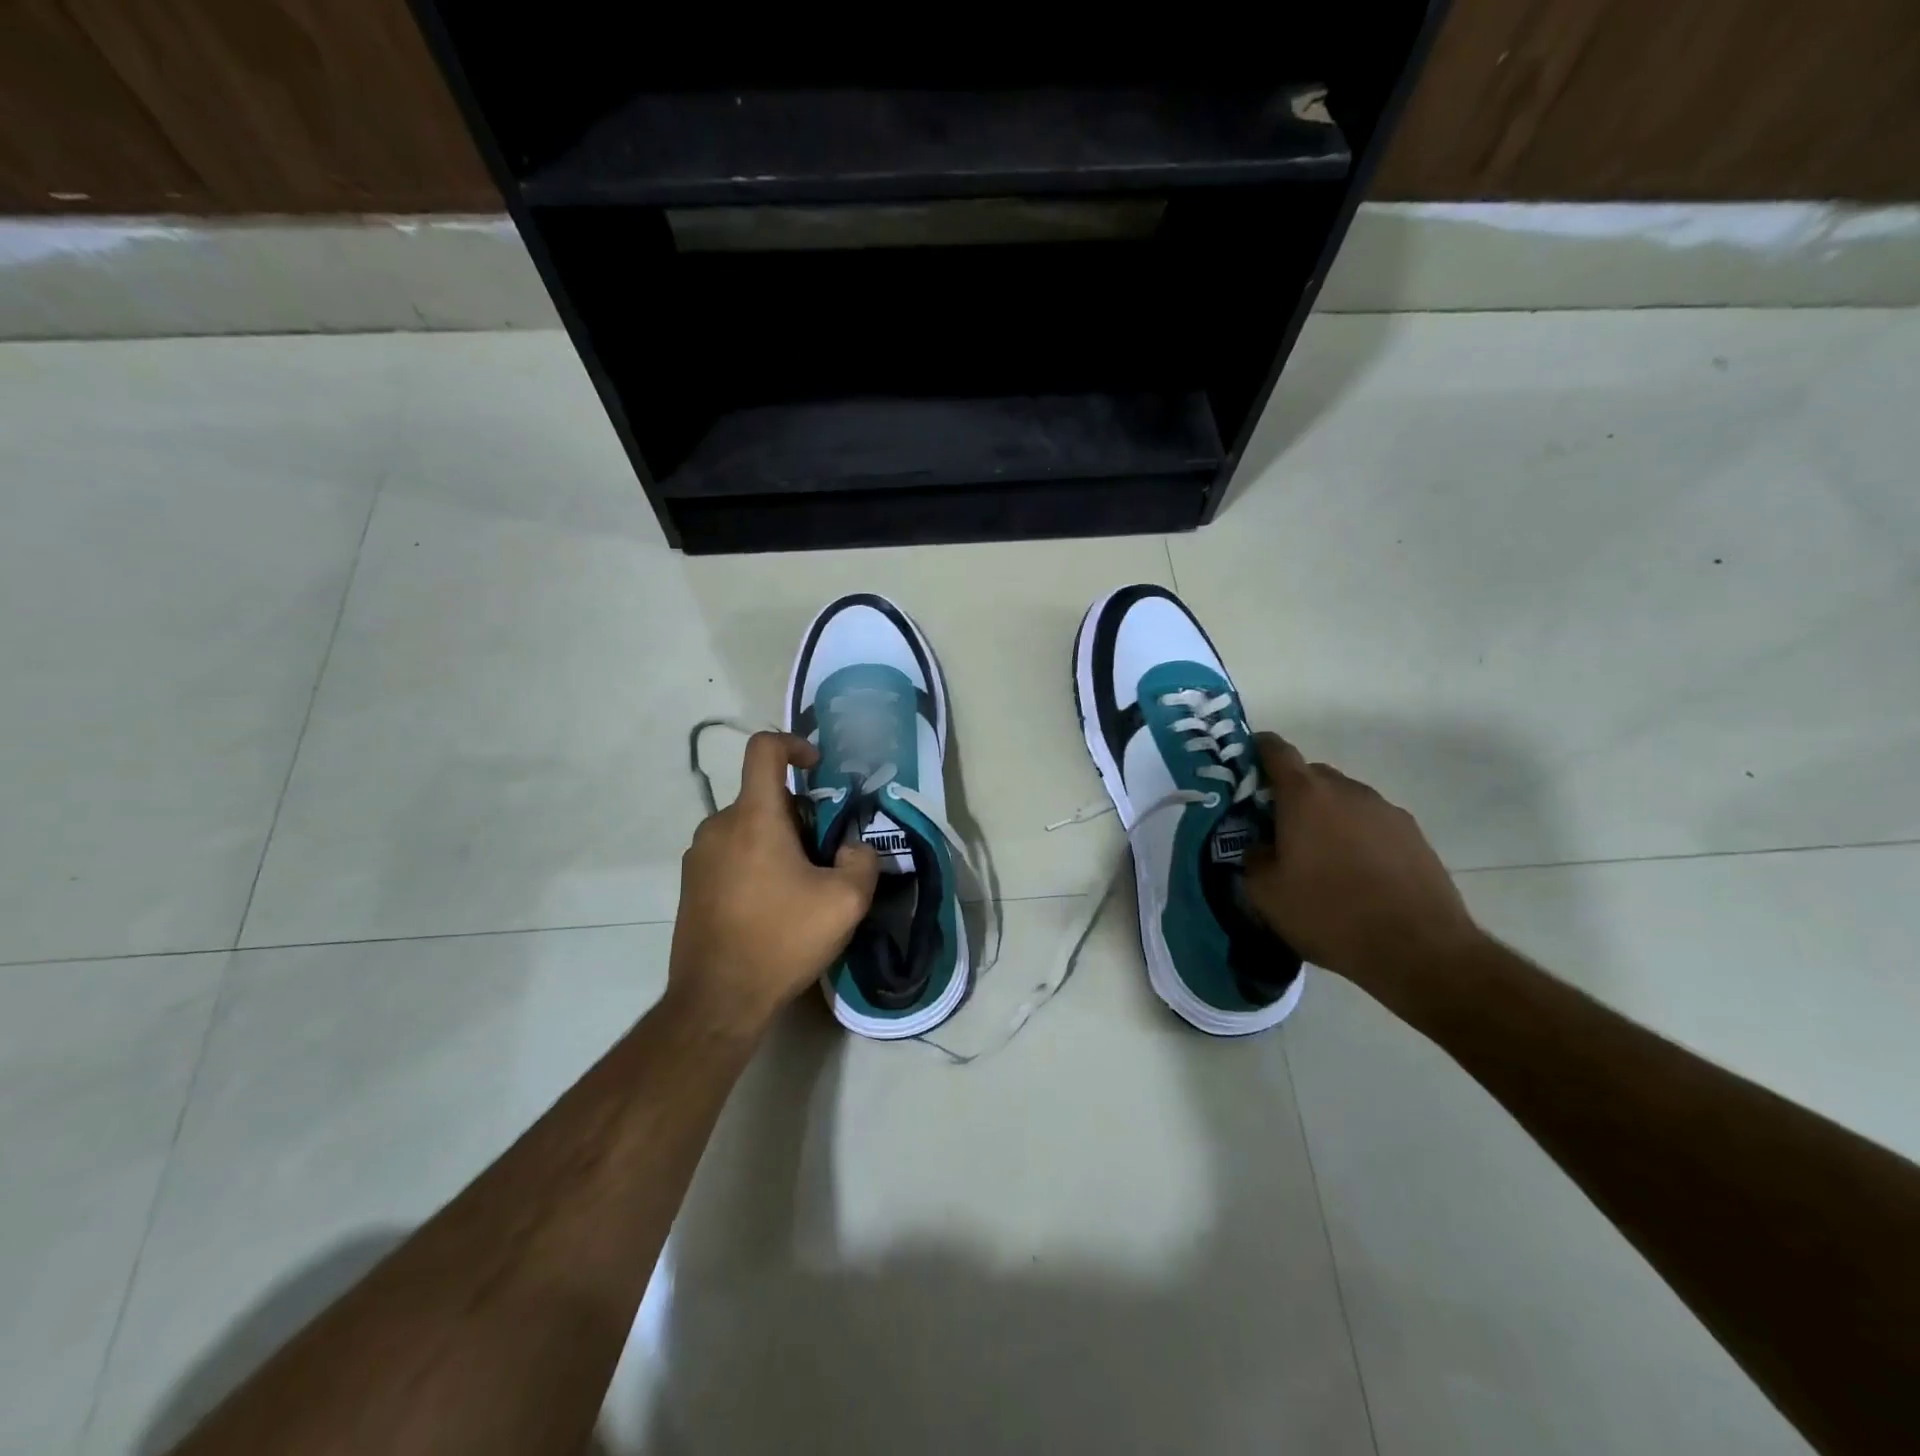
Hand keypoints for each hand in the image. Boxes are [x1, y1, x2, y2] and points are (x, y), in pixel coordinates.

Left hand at [669, 731, 880, 1035]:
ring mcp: (698, 855)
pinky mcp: (690, 884)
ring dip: (777, 841)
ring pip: (747, 827)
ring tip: (800, 886)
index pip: (764, 749)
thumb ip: (862, 860)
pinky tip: (771, 906)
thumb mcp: (846, 902)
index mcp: (753, 817)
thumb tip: (851, 848)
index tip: (818, 769)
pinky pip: (730, 853)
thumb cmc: (781, 940)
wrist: (717, 1000)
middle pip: (763, 796)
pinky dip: (755, 862)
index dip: (795, 744)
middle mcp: (718, 825)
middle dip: (799, 815)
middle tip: (824, 854)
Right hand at [1244, 734, 1482, 989]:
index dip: (1256, 751)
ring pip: (1343, 799)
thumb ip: (1253, 858)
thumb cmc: (1330, 914)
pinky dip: (1355, 836)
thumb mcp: (1266, 894)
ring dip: (1325, 816)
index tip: (1244, 769)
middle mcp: (1347, 790)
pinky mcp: (1414, 835)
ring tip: (1318, 857)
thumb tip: (1259, 846)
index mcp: (1305, 795)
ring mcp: (1385, 810)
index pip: (1275, 750)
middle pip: (1310, 775)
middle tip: (1275, 828)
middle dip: (1289, 793)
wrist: (1420, 950)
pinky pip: (1371, 822)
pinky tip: (1354, 874)